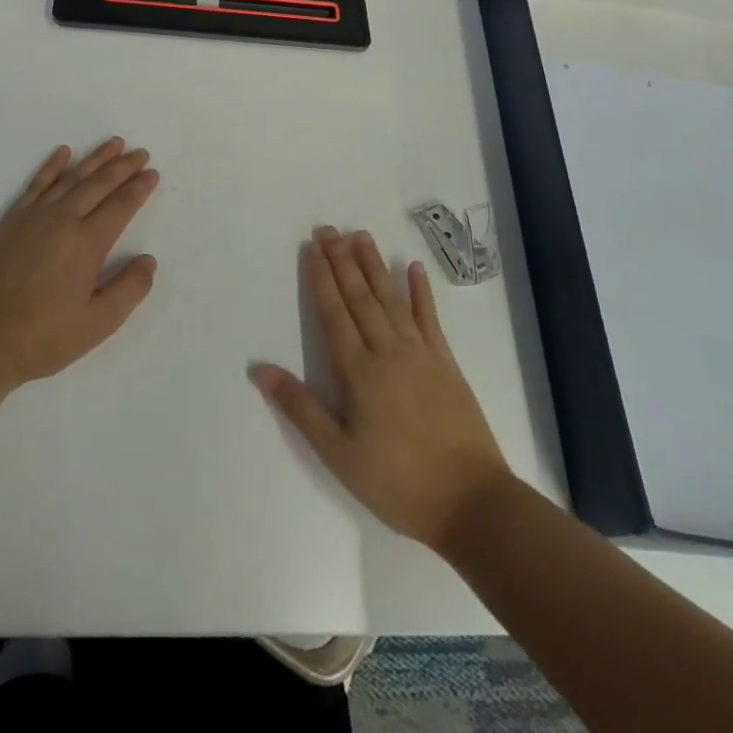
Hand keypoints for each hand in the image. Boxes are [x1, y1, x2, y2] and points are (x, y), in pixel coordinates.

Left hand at [0, 139, 159, 388]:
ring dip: (94, 159)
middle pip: (98, 184)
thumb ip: (128, 289)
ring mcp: (33, 217)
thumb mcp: (97, 324)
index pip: (120, 206)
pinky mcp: (9, 221)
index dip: (138, 188)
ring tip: (113, 144)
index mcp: (87, 244)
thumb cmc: (42, 338)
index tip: (152, 173)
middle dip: (122, 167)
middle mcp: (62, 220)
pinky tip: (63, 153)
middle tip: (140, 152)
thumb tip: (148, 260)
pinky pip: (35, 184)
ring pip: (70, 178)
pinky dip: (51, 166)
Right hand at [252, 226, 512, 551]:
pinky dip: (421, 292)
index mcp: (358, 372)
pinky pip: (430, 319)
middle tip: (328, 229)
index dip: (321, 278)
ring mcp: (420, 354)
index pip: (334, 313)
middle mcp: (387, 351)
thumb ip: (300, 408)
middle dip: (342, 261)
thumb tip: (259, 369)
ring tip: (361, 236)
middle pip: (360, 297)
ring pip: (391, 299)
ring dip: (374, 265)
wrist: (473, 503)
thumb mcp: (338, 454)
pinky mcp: (447, 363)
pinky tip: (413, 268)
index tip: (312, 247)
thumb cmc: (398, 483)